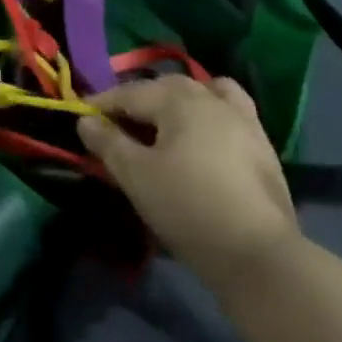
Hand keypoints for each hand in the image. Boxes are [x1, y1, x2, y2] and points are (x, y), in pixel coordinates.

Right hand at [77, 75, 300, 285]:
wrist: (258, 254)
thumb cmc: (188, 208)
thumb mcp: (136, 176)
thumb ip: (108, 143)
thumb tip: (86, 120)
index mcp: (179, 100)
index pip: (131, 93)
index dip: (102, 103)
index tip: (80, 116)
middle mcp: (212, 98)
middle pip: (167, 88)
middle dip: (138, 100)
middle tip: (116, 123)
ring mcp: (243, 119)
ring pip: (203, 92)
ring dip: (178, 100)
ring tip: (164, 121)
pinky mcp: (261, 145)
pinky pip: (229, 112)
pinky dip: (209, 113)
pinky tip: (202, 136)